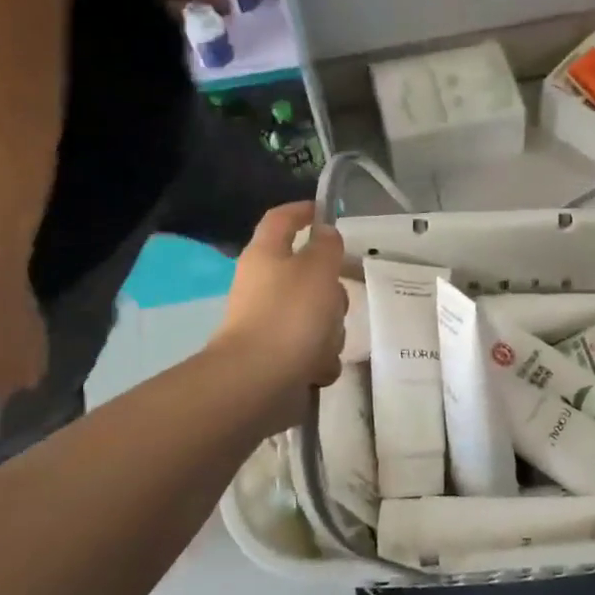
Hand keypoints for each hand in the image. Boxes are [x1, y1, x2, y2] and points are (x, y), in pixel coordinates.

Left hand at [211, 203, 347, 425]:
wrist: (258, 383)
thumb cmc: (289, 315)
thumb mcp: (318, 269)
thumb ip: (327, 246)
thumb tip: (325, 233)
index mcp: (266, 255)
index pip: (281, 219)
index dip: (303, 211)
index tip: (326, 211)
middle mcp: (264, 286)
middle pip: (309, 275)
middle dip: (332, 290)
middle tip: (337, 299)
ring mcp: (270, 324)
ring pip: (318, 315)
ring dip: (330, 330)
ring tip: (324, 343)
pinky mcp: (279, 358)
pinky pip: (313, 349)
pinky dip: (320, 358)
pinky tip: (315, 368)